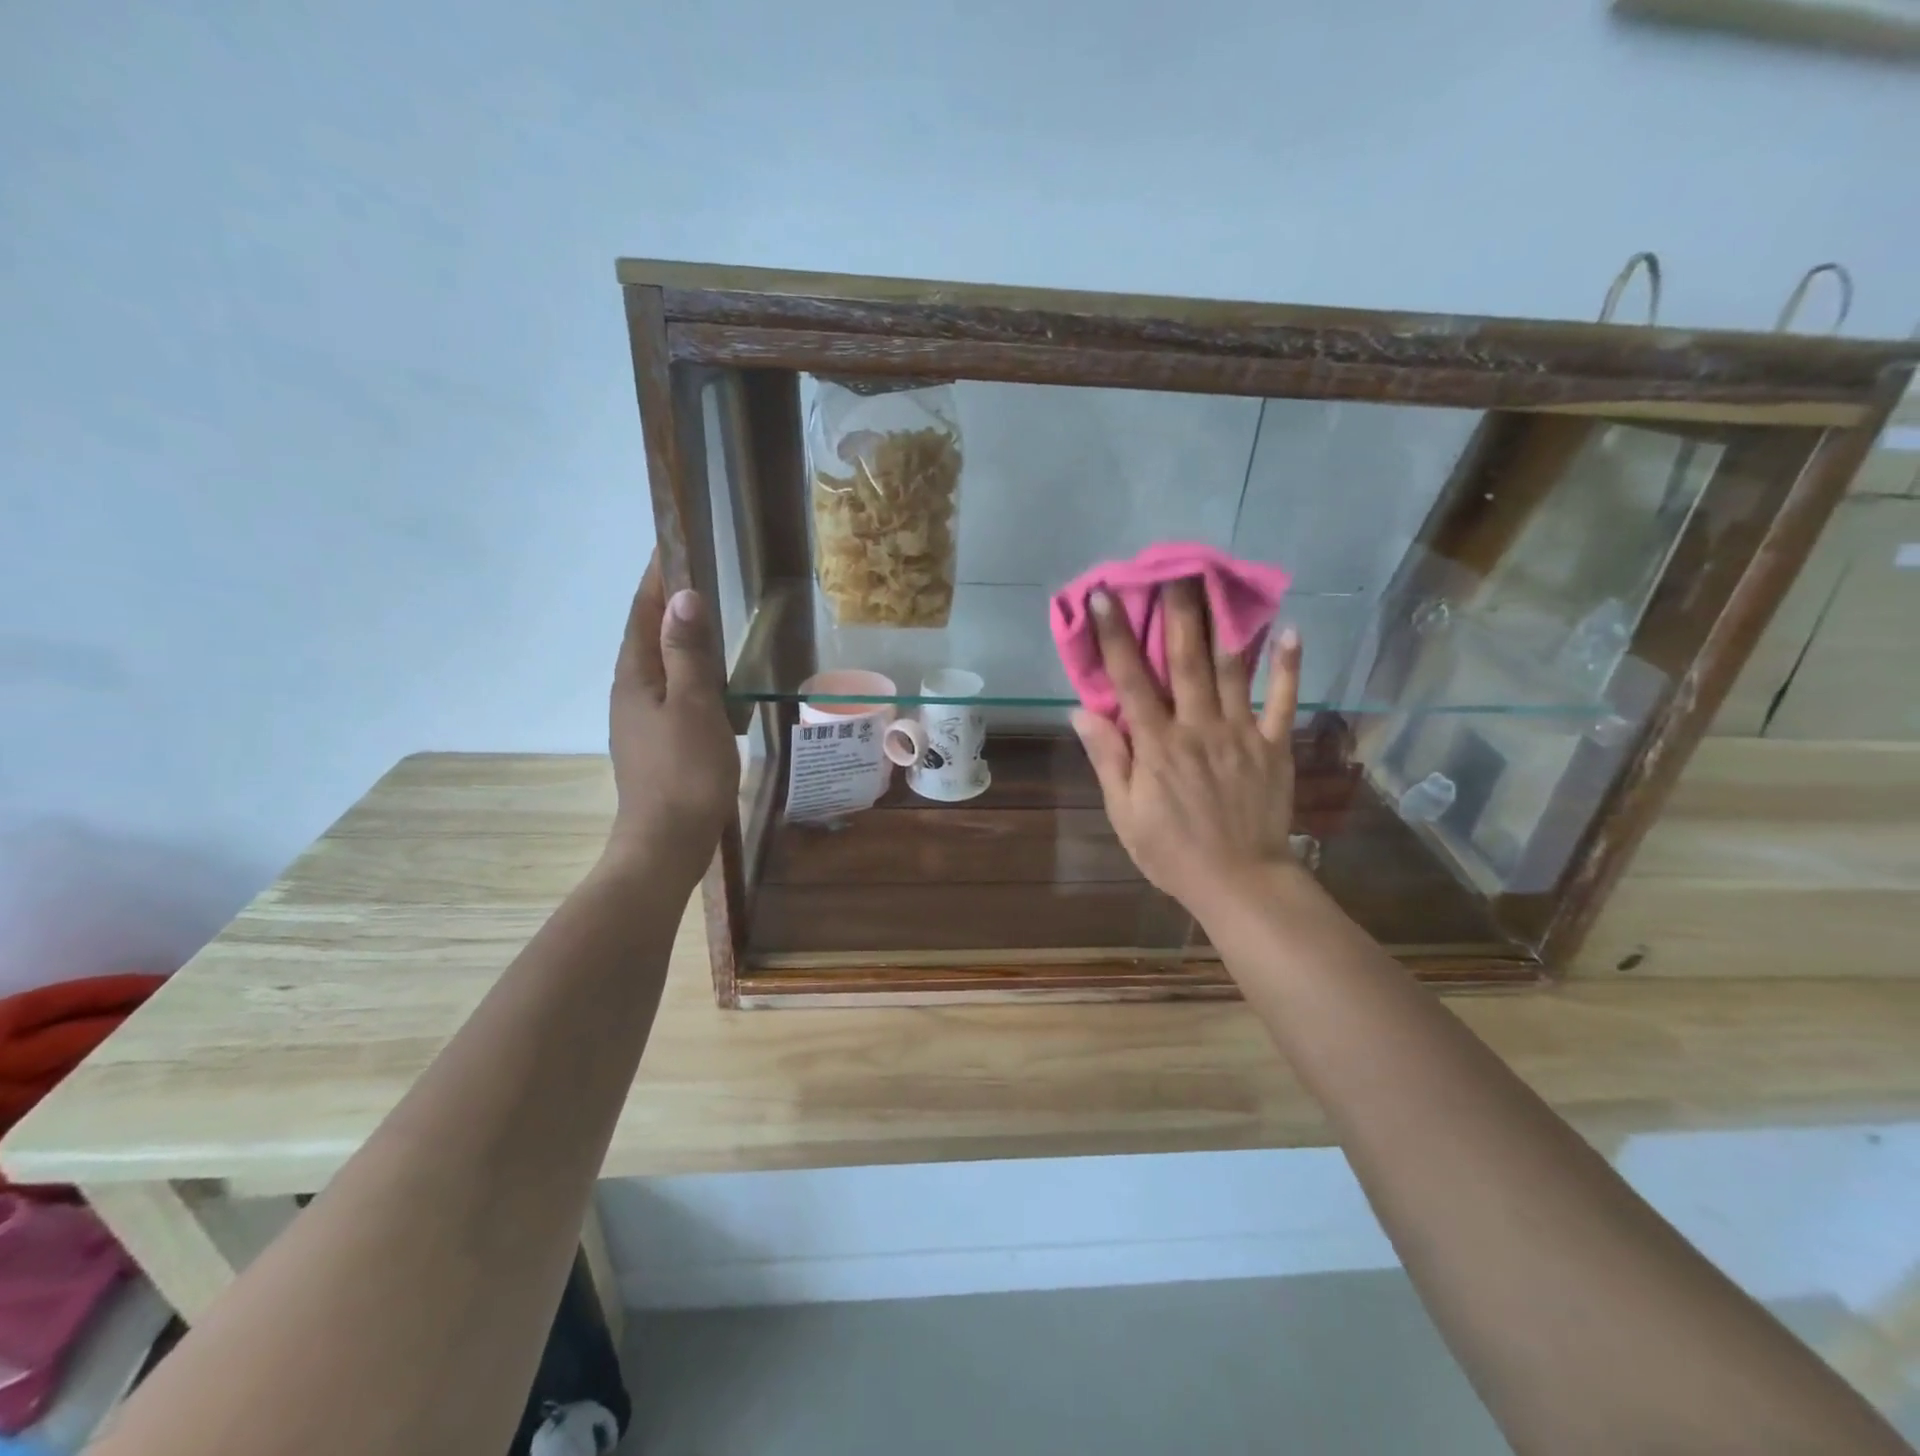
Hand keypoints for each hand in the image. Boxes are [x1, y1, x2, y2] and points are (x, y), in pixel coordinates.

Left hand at [605, 555, 739, 877]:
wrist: (667, 842)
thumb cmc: (684, 772)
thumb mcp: (694, 707)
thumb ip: (687, 653)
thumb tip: (683, 597)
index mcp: (635, 678)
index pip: (642, 613)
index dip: (656, 577)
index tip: (671, 543)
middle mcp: (630, 692)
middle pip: (645, 635)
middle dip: (665, 601)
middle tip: (698, 573)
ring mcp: (640, 719)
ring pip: (658, 664)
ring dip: (676, 636)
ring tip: (707, 617)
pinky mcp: (656, 741)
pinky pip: (670, 689)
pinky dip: (687, 670)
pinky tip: (709, 678)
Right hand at [1071, 579, 1303, 921]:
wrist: (1239, 882)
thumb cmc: (1171, 851)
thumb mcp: (1124, 812)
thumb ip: (1108, 759)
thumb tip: (1082, 712)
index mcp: (1157, 745)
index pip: (1131, 681)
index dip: (1116, 636)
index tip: (1106, 596)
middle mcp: (1198, 728)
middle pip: (1187, 661)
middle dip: (1178, 612)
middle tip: (1175, 569)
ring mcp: (1241, 734)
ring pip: (1233, 670)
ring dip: (1226, 624)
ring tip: (1222, 583)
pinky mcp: (1274, 747)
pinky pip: (1283, 701)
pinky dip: (1289, 666)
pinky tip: (1290, 630)